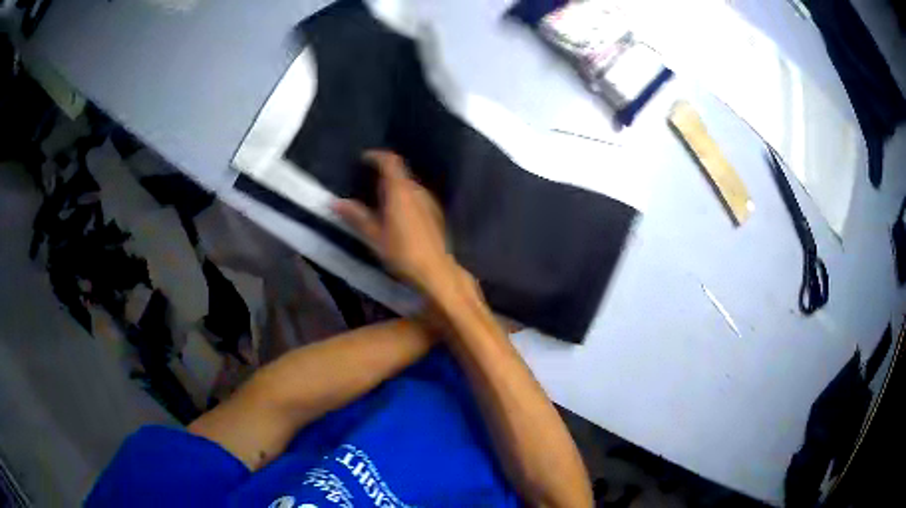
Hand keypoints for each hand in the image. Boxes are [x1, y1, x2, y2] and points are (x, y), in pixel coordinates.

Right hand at [333, 150, 458, 295]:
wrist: (435, 271)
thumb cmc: (402, 252)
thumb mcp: (374, 236)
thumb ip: (356, 216)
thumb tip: (336, 202)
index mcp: (401, 191)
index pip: (390, 162)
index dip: (377, 156)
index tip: (364, 158)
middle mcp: (417, 191)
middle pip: (400, 172)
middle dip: (384, 172)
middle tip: (366, 180)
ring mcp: (429, 202)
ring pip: (410, 185)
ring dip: (395, 186)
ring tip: (379, 197)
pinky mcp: (435, 214)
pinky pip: (416, 197)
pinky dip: (404, 197)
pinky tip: (397, 213)